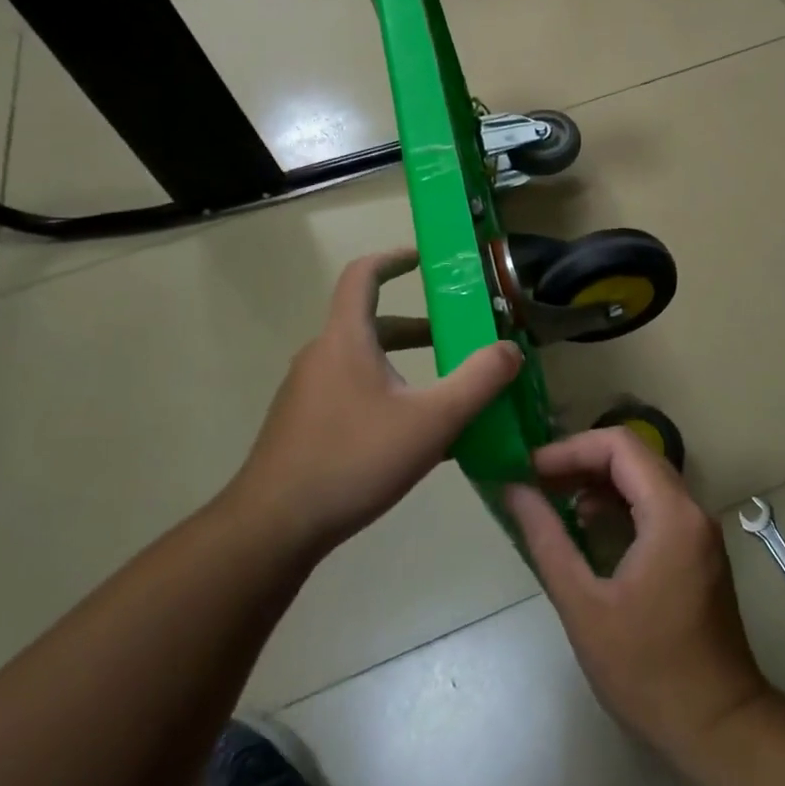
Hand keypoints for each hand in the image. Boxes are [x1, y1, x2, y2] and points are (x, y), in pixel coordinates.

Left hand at [231, 248, 521, 559]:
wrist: (273, 528)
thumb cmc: (353, 460)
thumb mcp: (431, 420)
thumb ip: (478, 381)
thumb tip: (511, 349)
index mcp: (345, 339)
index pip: (363, 275)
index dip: (394, 258)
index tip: (426, 258)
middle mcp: (321, 356)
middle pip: (370, 322)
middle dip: (418, 327)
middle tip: (456, 337)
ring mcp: (307, 392)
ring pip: (362, 361)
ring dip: (403, 363)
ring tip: (442, 391)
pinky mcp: (302, 425)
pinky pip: (350, 392)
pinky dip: (385, 393)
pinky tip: (410, 435)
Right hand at [505, 429, 770, 760]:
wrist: (718, 727)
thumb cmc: (646, 670)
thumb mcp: (584, 606)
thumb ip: (547, 540)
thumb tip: (514, 490)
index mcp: (670, 514)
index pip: (619, 445)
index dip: (570, 448)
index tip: (530, 468)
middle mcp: (691, 509)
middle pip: (634, 456)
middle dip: (581, 460)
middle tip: (536, 480)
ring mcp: (698, 529)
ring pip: (645, 478)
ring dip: (599, 480)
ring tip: (553, 499)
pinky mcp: (697, 549)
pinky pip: (655, 504)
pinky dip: (619, 503)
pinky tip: (586, 524)